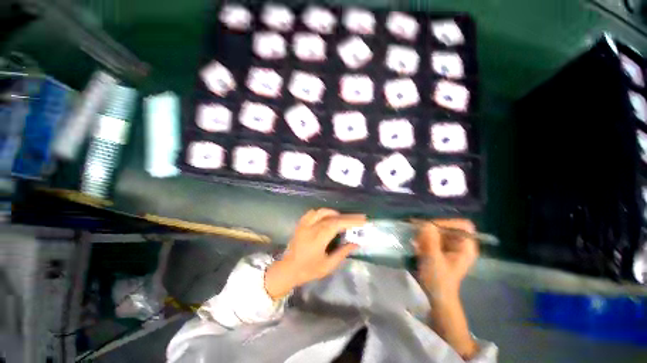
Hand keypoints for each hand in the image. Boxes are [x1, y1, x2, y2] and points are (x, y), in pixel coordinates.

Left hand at [265, 209, 365, 299]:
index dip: (350, 220)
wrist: (288, 269)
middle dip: (347, 217)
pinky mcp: (301, 223)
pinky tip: (327, 217)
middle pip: (332, 217)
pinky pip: (313, 212)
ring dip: (335, 213)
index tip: (362, 220)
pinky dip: (323, 212)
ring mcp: (304, 224)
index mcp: (318, 238)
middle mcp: (311, 227)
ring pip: (322, 211)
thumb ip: (342, 253)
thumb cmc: (308, 270)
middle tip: (359, 218)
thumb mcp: (328, 265)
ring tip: (344, 219)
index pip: (337, 224)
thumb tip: (355, 243)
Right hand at [414, 219, 477, 302]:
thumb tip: (426, 223)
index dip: (447, 223)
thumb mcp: (433, 259)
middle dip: (432, 230)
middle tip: (419, 237)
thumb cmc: (438, 279)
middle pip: (448, 226)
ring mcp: (451, 247)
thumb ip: (430, 240)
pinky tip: (418, 248)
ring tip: (417, 244)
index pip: (462, 225)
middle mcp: (461, 244)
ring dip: (426, 235)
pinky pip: (433, 237)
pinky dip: (425, 239)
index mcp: (466, 247)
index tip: (430, 228)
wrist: (436, 295)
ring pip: (439, 231)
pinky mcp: (442, 249)